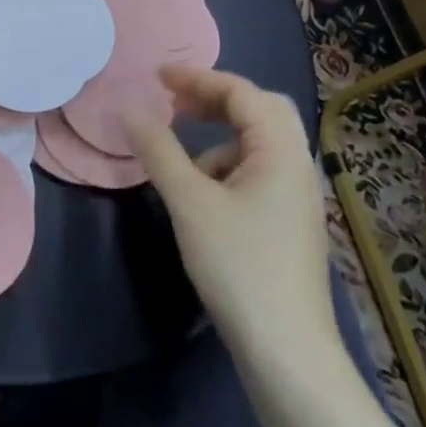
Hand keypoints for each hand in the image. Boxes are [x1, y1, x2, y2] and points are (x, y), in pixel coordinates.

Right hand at [126, 67, 342, 375]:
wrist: (285, 348)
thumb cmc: (238, 265)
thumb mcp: (189, 202)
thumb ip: (158, 151)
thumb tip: (128, 110)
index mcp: (281, 151)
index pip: (242, 93)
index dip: (197, 78)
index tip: (155, 78)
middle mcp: (297, 165)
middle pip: (261, 111)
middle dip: (215, 100)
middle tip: (174, 104)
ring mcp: (297, 196)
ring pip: (259, 144)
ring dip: (219, 137)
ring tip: (182, 162)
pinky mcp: (289, 222)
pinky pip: (258, 173)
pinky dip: (226, 168)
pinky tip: (202, 198)